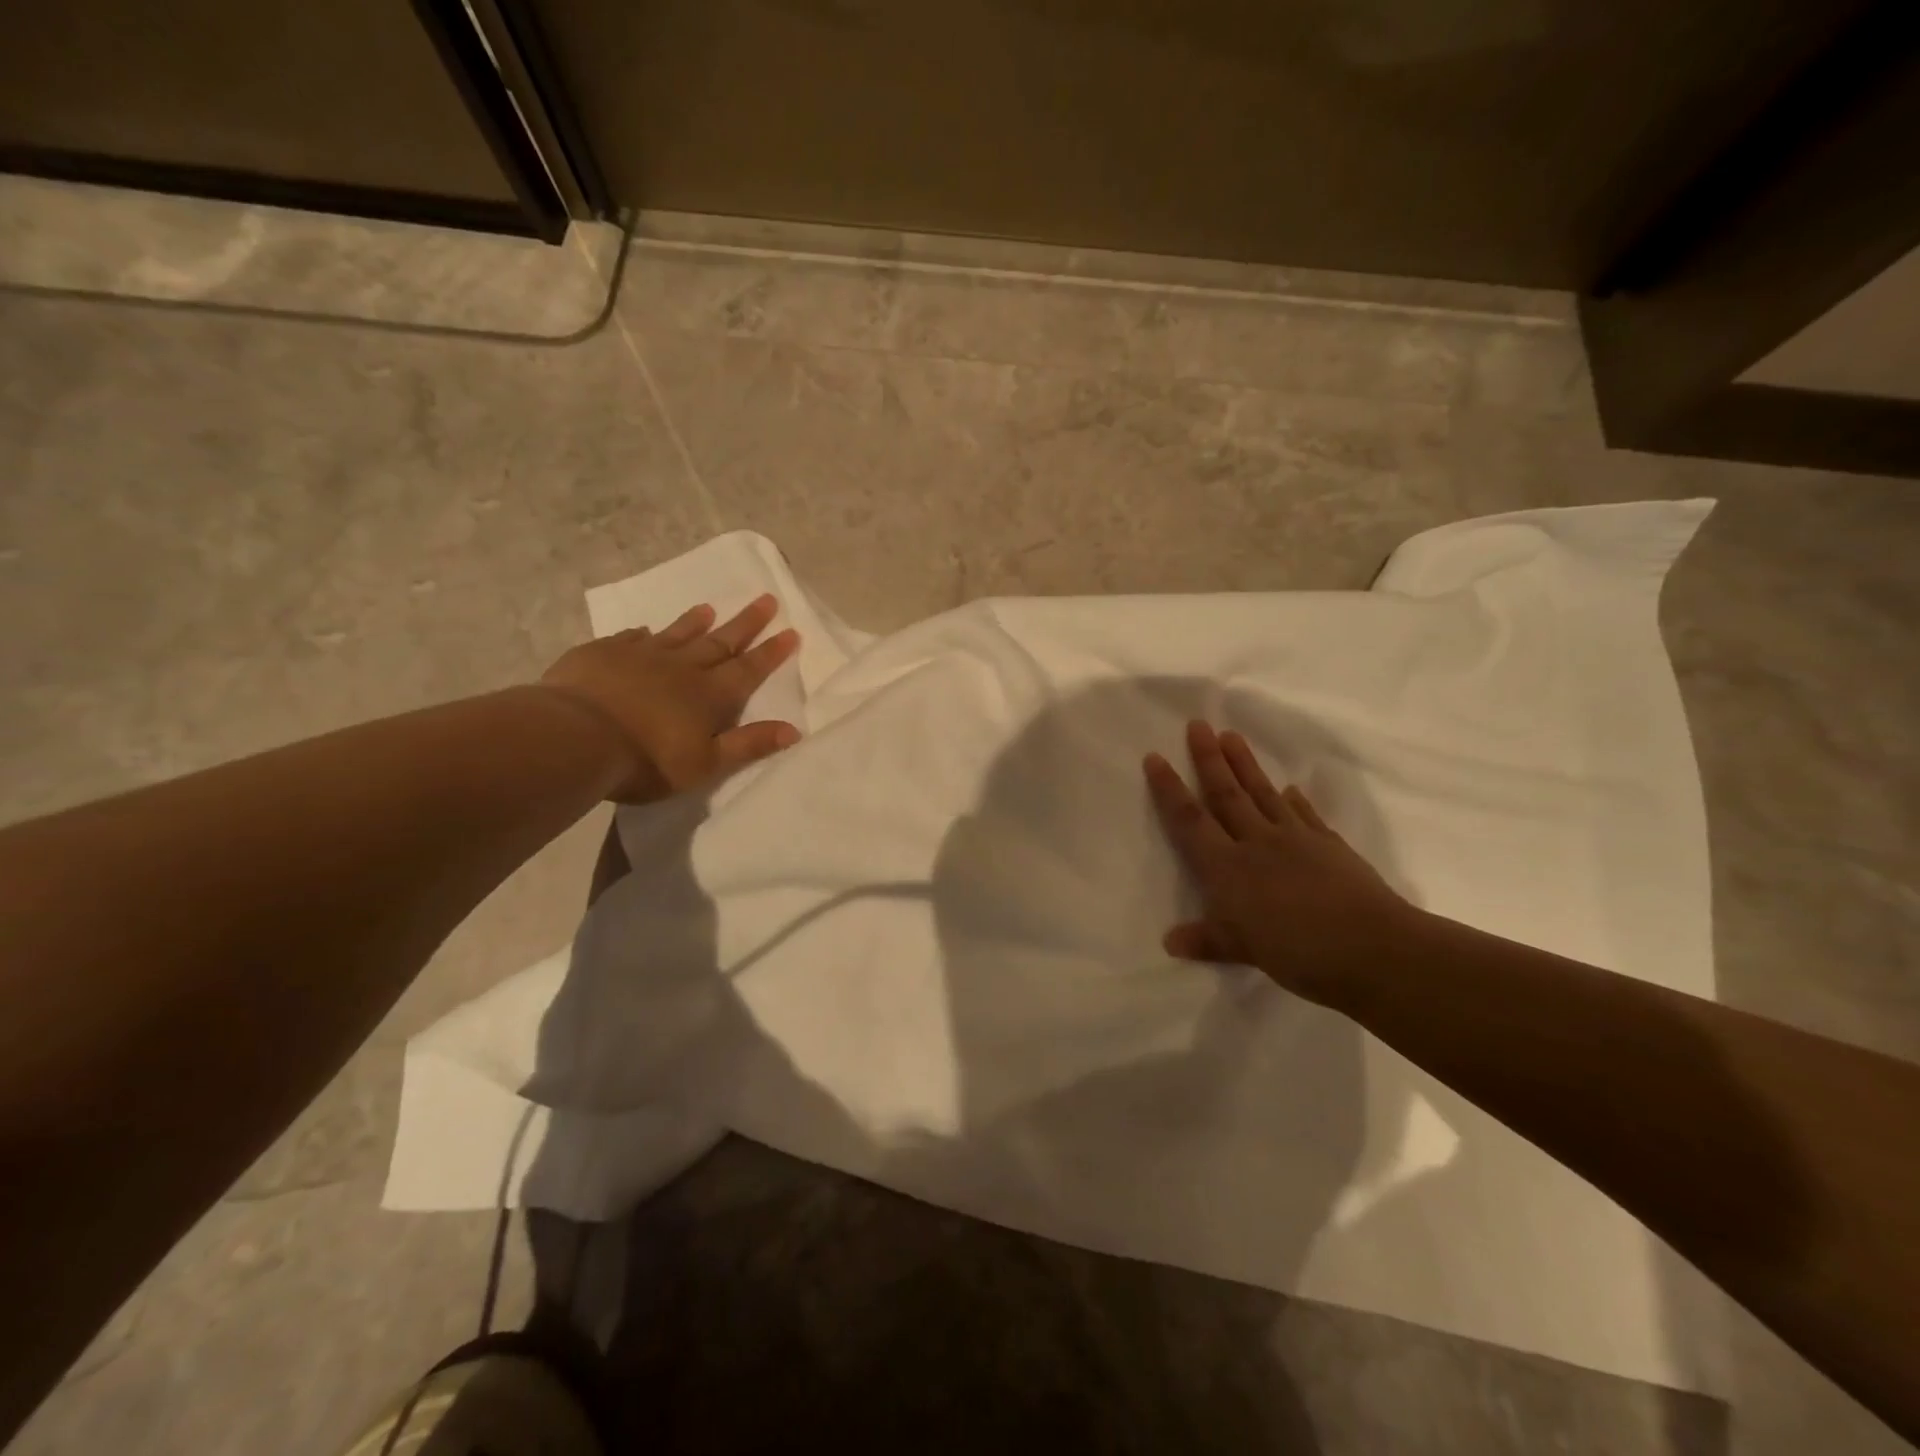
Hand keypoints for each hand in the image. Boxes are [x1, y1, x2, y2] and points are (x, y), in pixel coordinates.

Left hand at [540, 594, 800, 802]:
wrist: (575, 739)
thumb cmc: (647, 760)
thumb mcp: (706, 763)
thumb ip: (749, 745)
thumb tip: (793, 730)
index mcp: (710, 696)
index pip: (749, 669)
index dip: (771, 652)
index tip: (791, 631)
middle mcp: (682, 668)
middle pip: (720, 642)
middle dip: (746, 623)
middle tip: (766, 599)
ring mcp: (640, 656)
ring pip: (677, 634)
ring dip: (695, 621)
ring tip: (708, 607)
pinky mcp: (602, 654)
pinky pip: (630, 639)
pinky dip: (643, 635)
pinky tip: (645, 631)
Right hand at [1144, 720, 1418, 1005]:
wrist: (1372, 948)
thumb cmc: (1298, 952)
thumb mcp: (1244, 951)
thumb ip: (1207, 941)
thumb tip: (1170, 942)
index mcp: (1228, 868)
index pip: (1190, 821)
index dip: (1170, 790)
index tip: (1156, 757)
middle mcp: (1257, 843)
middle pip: (1227, 794)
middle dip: (1209, 759)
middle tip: (1199, 724)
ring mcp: (1296, 839)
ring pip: (1263, 794)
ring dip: (1245, 765)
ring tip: (1232, 736)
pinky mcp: (1329, 845)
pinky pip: (1305, 814)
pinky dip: (1295, 800)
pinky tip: (1290, 788)